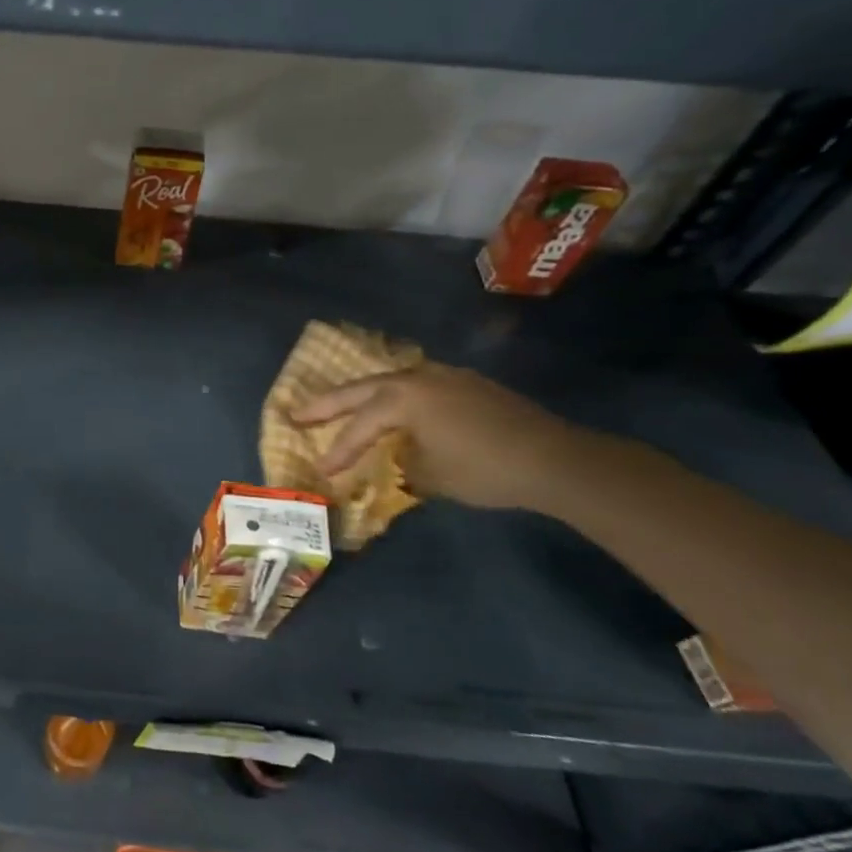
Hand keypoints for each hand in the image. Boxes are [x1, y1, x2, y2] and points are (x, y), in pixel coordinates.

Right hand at [292, 362, 581, 510]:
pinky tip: (396, 409)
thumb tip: (399, 459)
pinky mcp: (468, 384)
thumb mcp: (431, 475)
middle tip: (296, 413)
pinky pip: (417, 387)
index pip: (358, 427)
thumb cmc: (483, 469)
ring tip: (340, 406)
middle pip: (361, 390)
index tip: (319, 470)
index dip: (336, 451)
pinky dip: (396, 398)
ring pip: (390, 382)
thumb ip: (403, 463)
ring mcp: (445, 376)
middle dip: (327, 404)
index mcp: (402, 398)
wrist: (555, 459)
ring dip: (363, 395)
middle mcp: (417, 378)